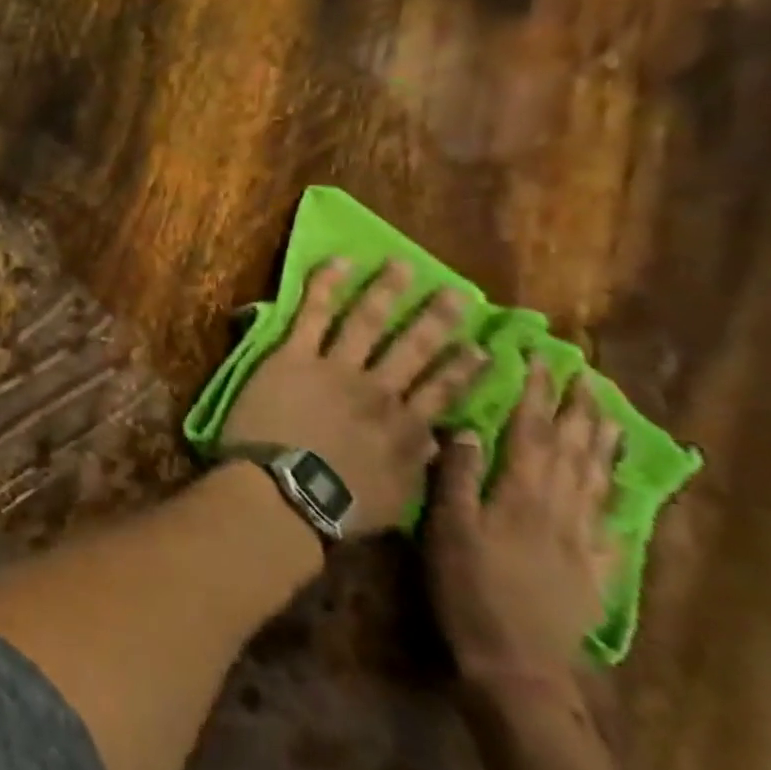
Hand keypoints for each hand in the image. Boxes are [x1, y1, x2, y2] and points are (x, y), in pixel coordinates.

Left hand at [221, 259, 486, 535]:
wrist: (287, 491)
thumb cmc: (339, 506)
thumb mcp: (398, 499)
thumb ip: (419, 468)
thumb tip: (440, 442)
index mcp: (407, 428)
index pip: (443, 391)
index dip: (464, 368)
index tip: (483, 347)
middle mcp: (379, 391)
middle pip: (414, 348)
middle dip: (436, 318)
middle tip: (456, 291)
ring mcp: (336, 369)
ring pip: (367, 322)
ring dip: (386, 291)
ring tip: (402, 265)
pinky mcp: (294, 357)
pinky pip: (312, 314)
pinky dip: (325, 287)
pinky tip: (339, 263)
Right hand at [426, 358, 620, 688]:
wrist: (518, 661)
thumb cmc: (467, 588)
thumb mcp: (447, 530)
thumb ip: (456, 478)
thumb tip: (465, 428)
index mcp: (520, 495)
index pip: (530, 432)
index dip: (534, 394)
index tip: (539, 359)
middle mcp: (559, 508)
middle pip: (573, 450)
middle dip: (577, 409)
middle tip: (585, 375)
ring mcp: (583, 539)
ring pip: (598, 479)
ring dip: (602, 441)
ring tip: (607, 412)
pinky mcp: (594, 566)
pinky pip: (611, 519)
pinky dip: (616, 491)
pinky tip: (618, 481)